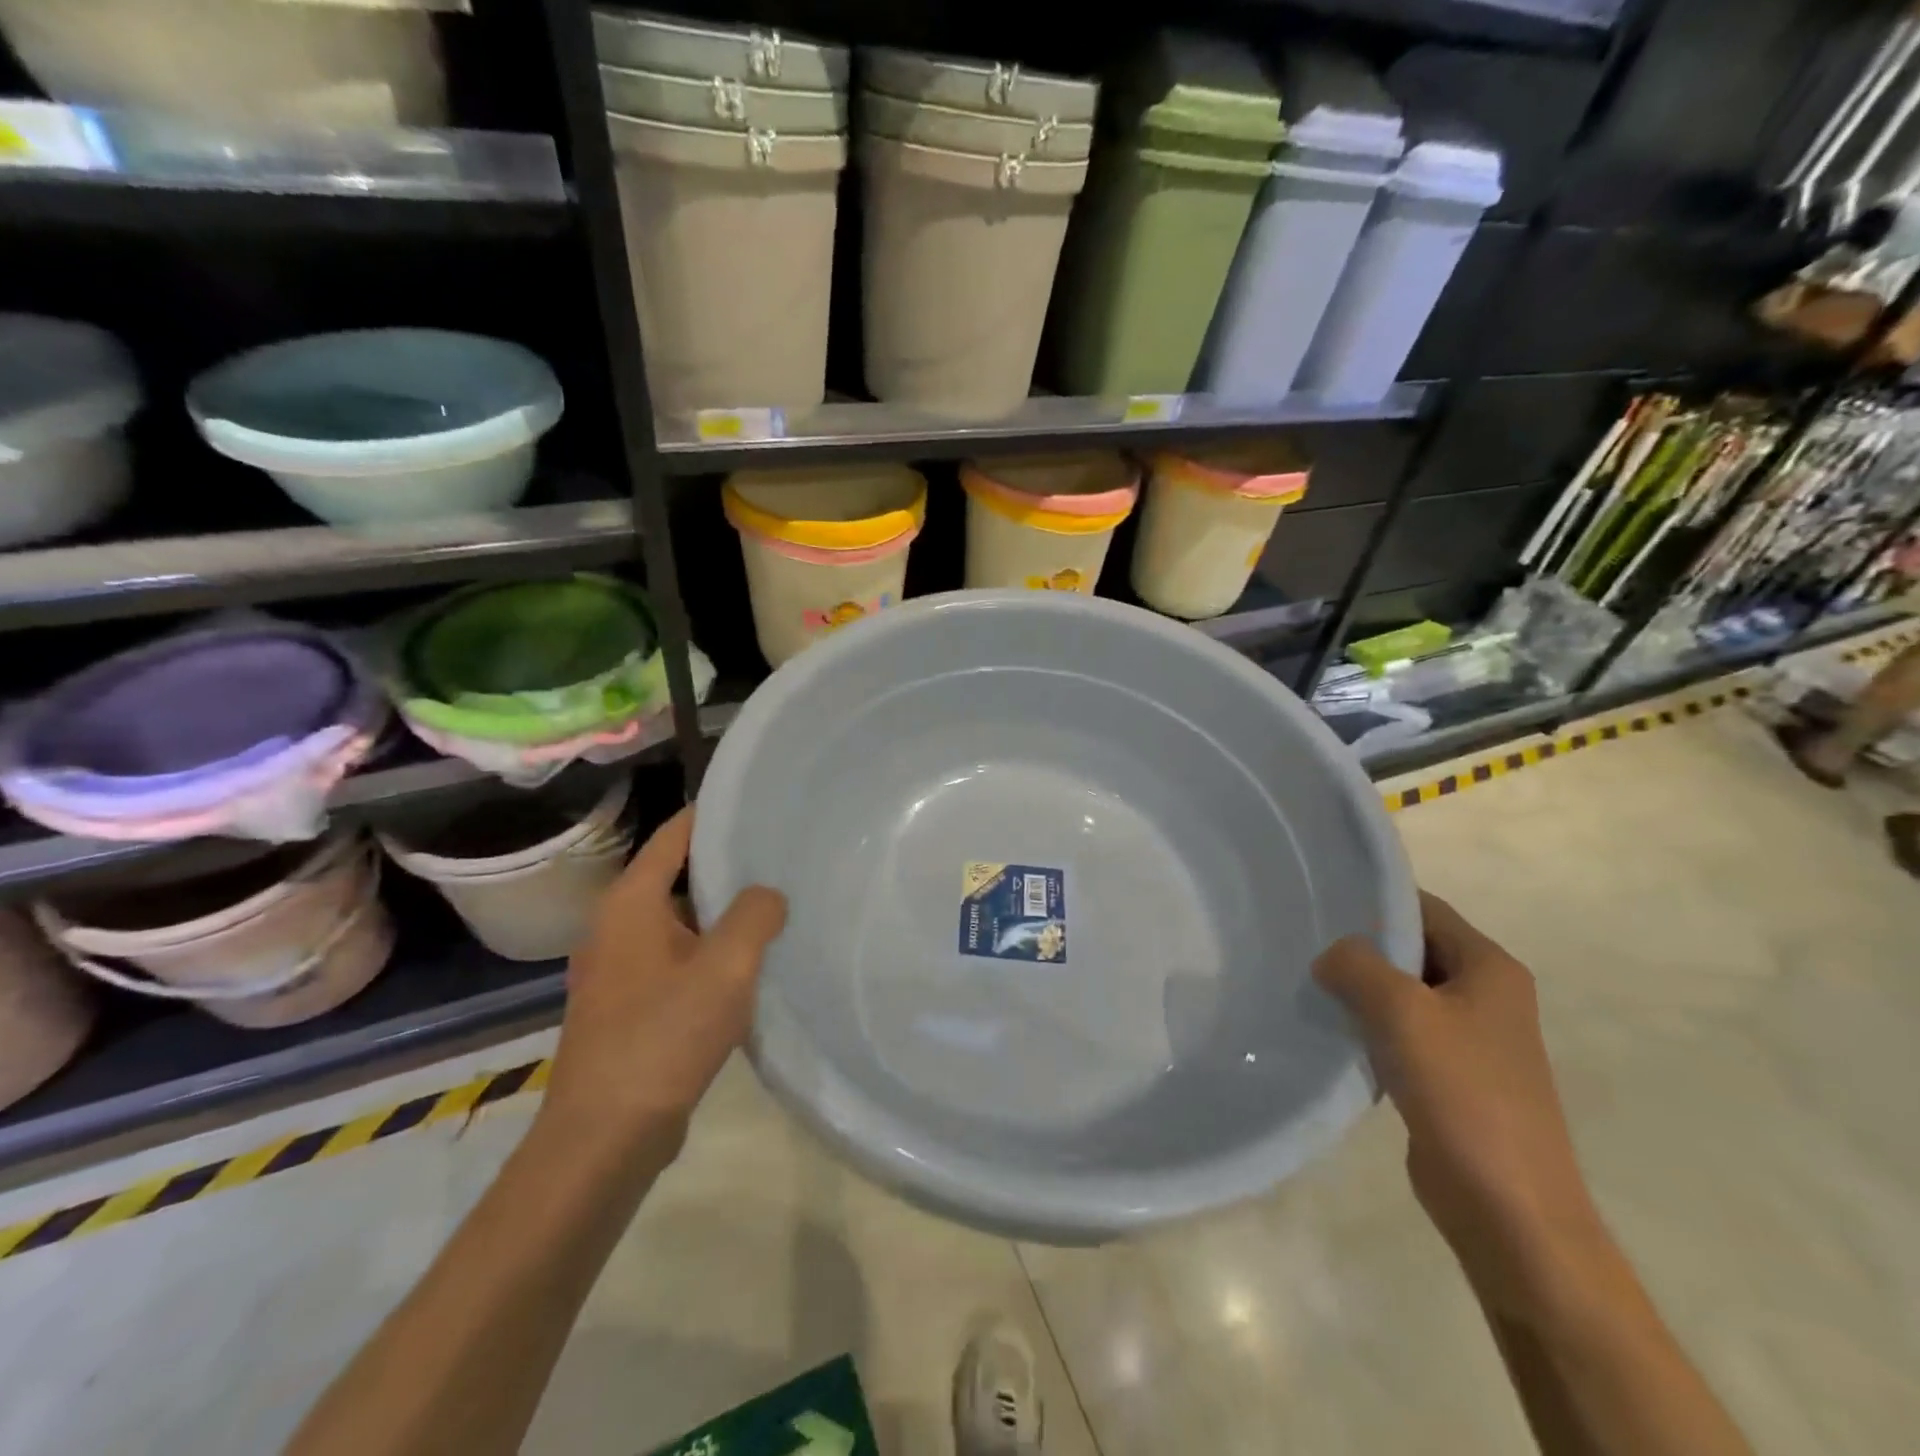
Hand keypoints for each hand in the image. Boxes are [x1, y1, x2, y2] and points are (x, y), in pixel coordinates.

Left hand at [541, 807, 786, 1151]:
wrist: (606, 1136)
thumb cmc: (664, 1036)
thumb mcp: (725, 967)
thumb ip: (756, 915)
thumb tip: (768, 895)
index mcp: (630, 903)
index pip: (674, 835)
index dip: (714, 815)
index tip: (758, 805)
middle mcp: (616, 926)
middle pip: (676, 876)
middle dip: (726, 866)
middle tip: (780, 857)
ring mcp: (618, 968)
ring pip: (678, 921)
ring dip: (720, 914)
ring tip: (774, 906)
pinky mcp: (627, 1005)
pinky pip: (675, 958)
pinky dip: (708, 951)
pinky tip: (747, 966)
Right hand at [1314, 893, 1606, 1318]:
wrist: (1508, 1209)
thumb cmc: (1462, 1093)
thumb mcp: (1401, 1010)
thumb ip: (1357, 964)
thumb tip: (1331, 958)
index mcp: (1489, 968)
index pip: (1423, 908)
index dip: (1374, 901)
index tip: (1319, 902)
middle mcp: (1486, 995)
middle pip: (1412, 949)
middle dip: (1360, 947)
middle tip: (1303, 944)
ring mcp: (1470, 1039)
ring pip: (1402, 992)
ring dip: (1360, 989)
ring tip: (1308, 985)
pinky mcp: (1450, 1076)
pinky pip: (1401, 1032)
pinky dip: (1367, 1026)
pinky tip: (1331, 1032)